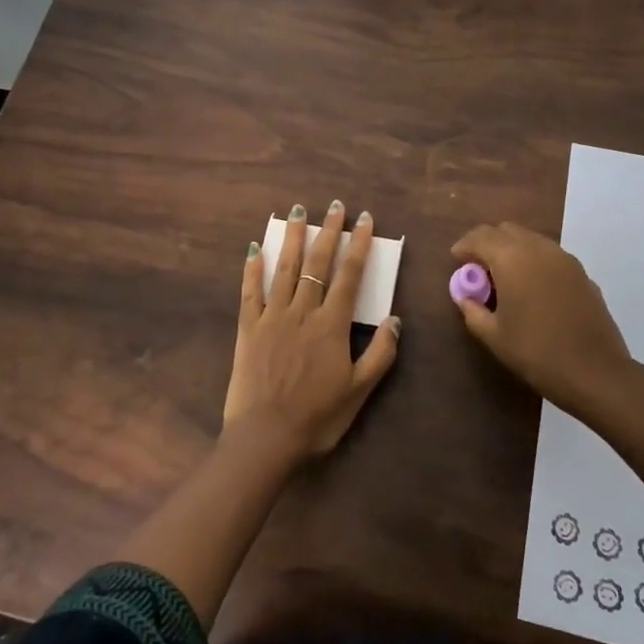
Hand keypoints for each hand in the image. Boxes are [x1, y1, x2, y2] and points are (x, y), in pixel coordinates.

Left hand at [225, 201, 400, 458]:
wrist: (265, 437)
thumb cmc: (317, 416)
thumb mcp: (360, 391)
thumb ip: (380, 354)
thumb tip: (396, 319)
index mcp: (332, 324)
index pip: (350, 275)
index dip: (359, 245)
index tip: (365, 220)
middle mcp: (303, 311)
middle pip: (317, 263)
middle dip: (328, 232)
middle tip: (335, 206)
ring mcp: (273, 316)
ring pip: (285, 269)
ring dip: (293, 238)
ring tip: (298, 212)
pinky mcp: (248, 328)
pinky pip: (250, 291)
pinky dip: (253, 268)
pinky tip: (255, 248)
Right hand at [450, 222, 632, 417]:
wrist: (596, 372)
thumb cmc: (537, 353)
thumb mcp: (494, 336)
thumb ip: (472, 310)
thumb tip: (464, 297)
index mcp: (511, 259)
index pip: (480, 237)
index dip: (464, 246)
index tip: (457, 261)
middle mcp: (537, 248)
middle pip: (505, 230)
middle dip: (487, 243)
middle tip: (478, 269)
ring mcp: (563, 257)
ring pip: (529, 238)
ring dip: (511, 249)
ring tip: (504, 277)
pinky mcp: (580, 271)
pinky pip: (548, 254)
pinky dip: (533, 260)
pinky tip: (532, 287)